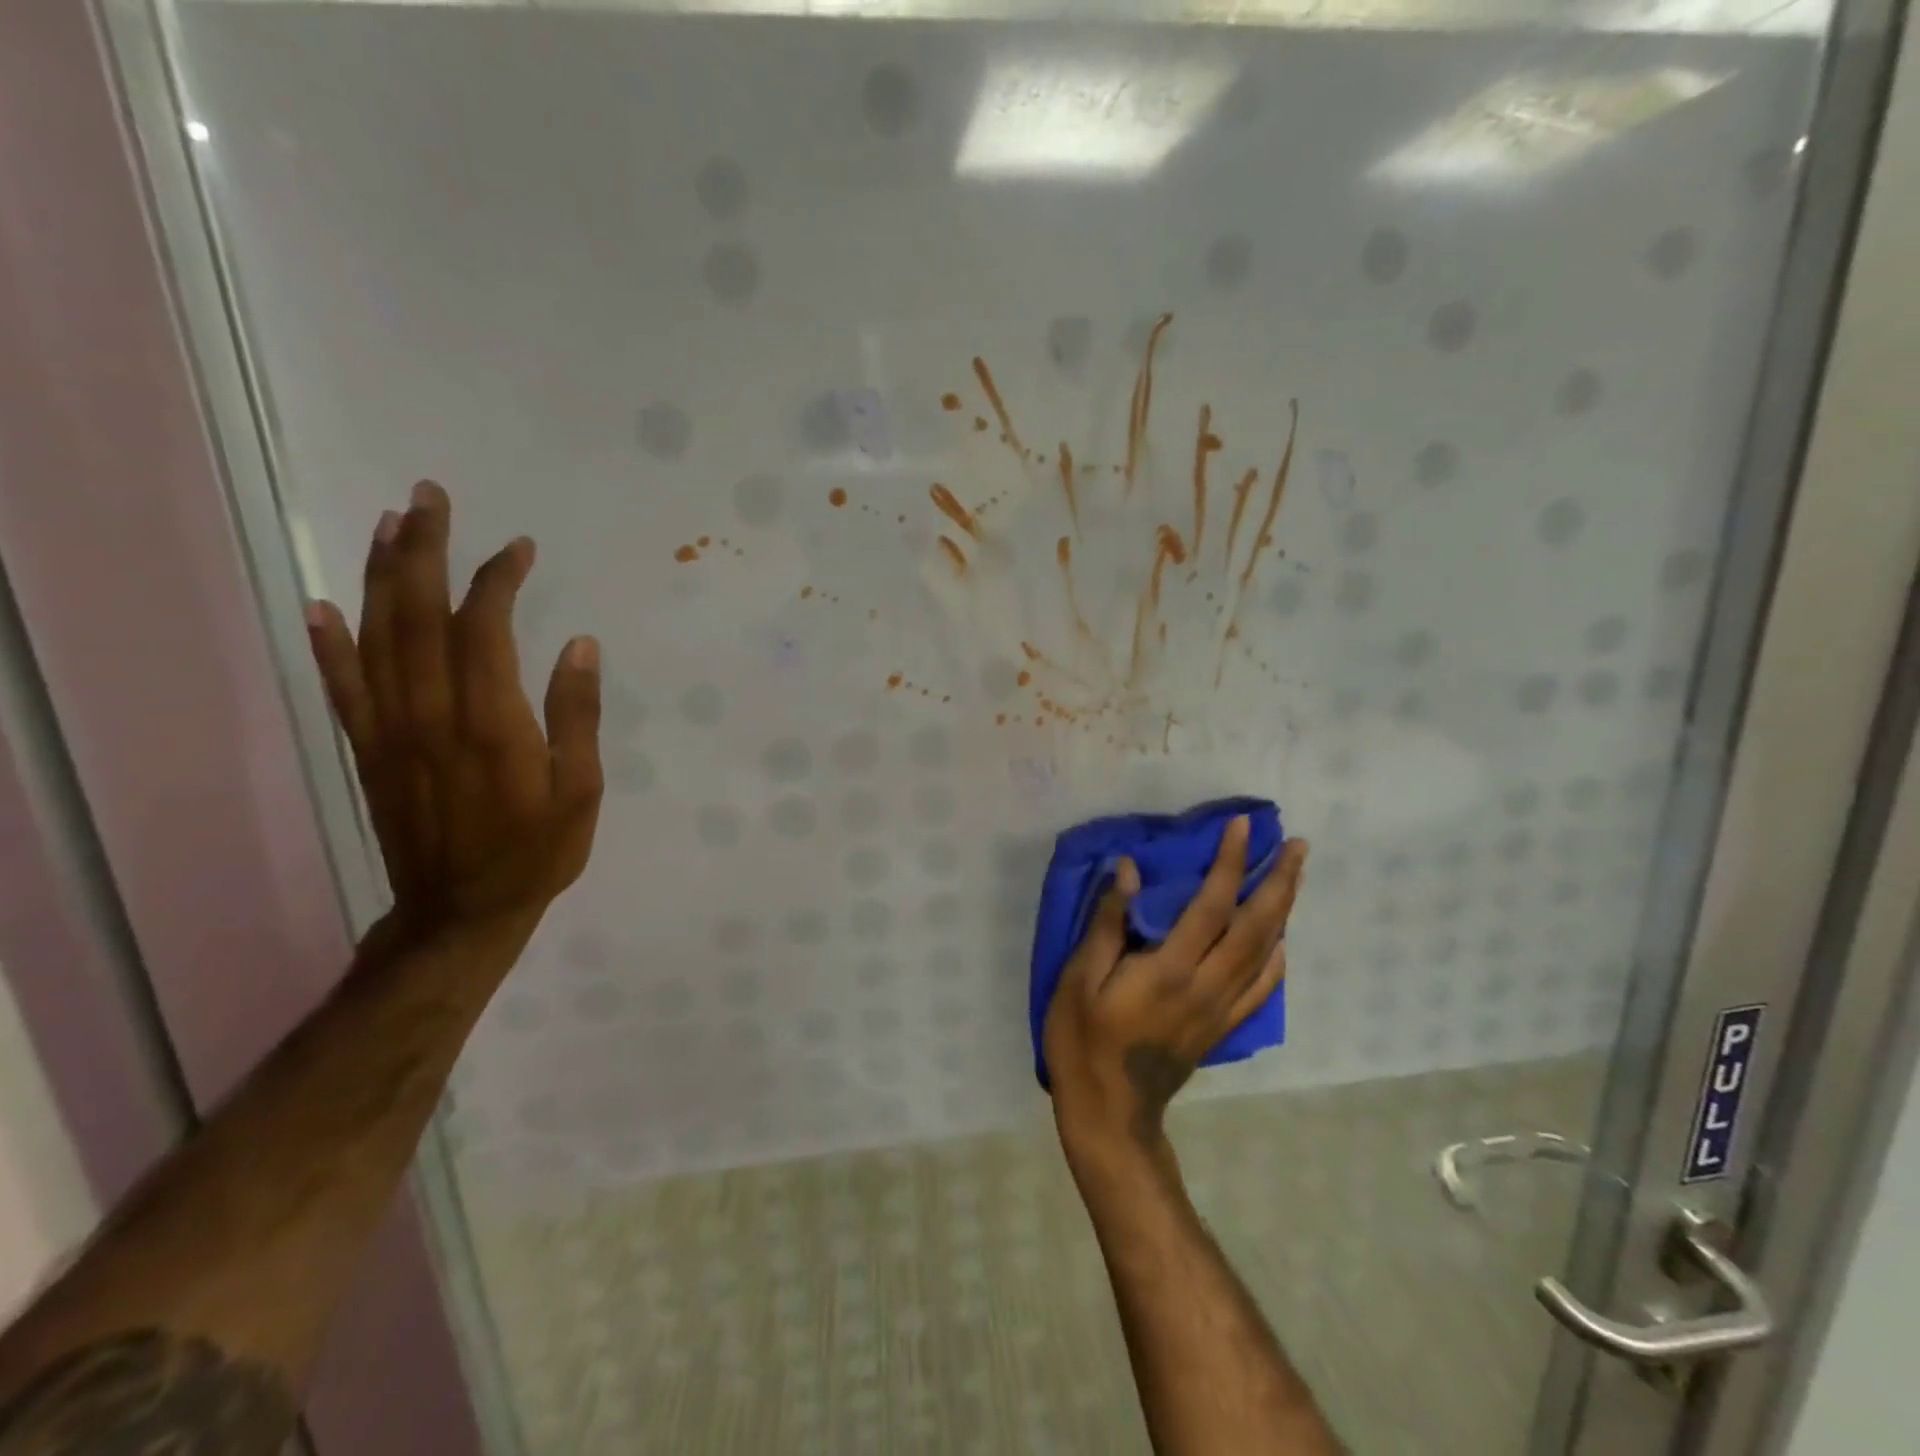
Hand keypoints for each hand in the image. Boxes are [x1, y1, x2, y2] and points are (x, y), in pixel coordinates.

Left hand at [304, 481, 602, 941]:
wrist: (462, 911)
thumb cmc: (538, 851)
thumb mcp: (583, 790)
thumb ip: (578, 716)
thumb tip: (580, 644)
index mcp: (491, 723)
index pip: (482, 628)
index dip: (497, 579)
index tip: (519, 547)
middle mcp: (430, 714)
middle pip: (417, 616)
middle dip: (424, 550)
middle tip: (429, 496)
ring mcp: (391, 730)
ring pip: (376, 638)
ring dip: (381, 576)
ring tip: (390, 525)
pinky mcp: (369, 750)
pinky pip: (343, 687)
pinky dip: (328, 643)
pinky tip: (322, 604)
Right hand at [1044, 817, 1307, 1168]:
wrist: (1109, 1113)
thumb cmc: (1083, 1041)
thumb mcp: (1079, 979)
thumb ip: (1107, 924)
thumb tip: (1127, 871)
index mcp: (1170, 970)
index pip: (1211, 906)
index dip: (1228, 863)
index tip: (1240, 827)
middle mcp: (1206, 985)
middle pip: (1255, 927)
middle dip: (1278, 882)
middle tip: (1296, 845)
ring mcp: (1220, 1010)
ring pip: (1265, 954)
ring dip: (1284, 911)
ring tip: (1294, 877)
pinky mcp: (1221, 1027)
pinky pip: (1260, 989)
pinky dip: (1277, 960)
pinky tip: (1281, 942)